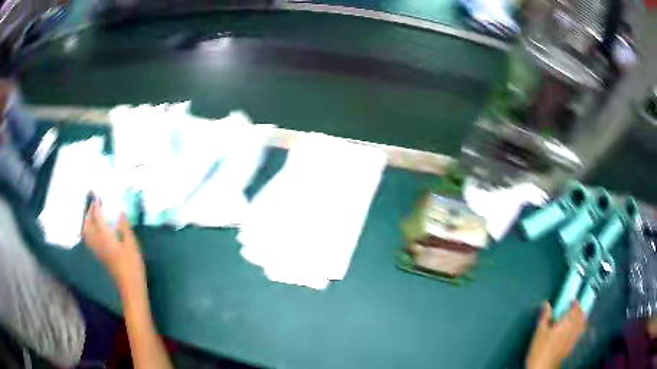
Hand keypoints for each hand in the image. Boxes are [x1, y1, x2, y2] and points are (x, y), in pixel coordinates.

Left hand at [82, 200, 145, 293]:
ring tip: (92, 216)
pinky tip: (95, 231)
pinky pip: (89, 240)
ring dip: (87, 222)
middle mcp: (98, 243)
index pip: (97, 218)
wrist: (130, 286)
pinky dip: (89, 232)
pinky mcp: (100, 256)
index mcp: (105, 237)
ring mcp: (98, 251)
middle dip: (89, 213)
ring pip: (86, 234)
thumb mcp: (132, 244)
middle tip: (94, 205)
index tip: (99, 197)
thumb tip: (120, 212)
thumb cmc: (133, 265)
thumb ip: (124, 227)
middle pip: (88, 225)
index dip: (96, 206)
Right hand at [526, 302, 586, 368]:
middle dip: (579, 309)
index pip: (575, 308)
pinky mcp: (572, 345)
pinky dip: (581, 327)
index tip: (571, 301)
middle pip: (581, 315)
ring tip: (577, 316)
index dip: (574, 303)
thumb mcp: (539, 333)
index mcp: (566, 322)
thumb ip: (545, 317)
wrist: (543, 368)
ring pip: (583, 323)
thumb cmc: (540, 349)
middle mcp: (573, 328)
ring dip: (582, 317)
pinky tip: (577, 328)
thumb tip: (547, 303)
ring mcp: (574, 337)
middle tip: (573, 308)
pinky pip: (580, 332)